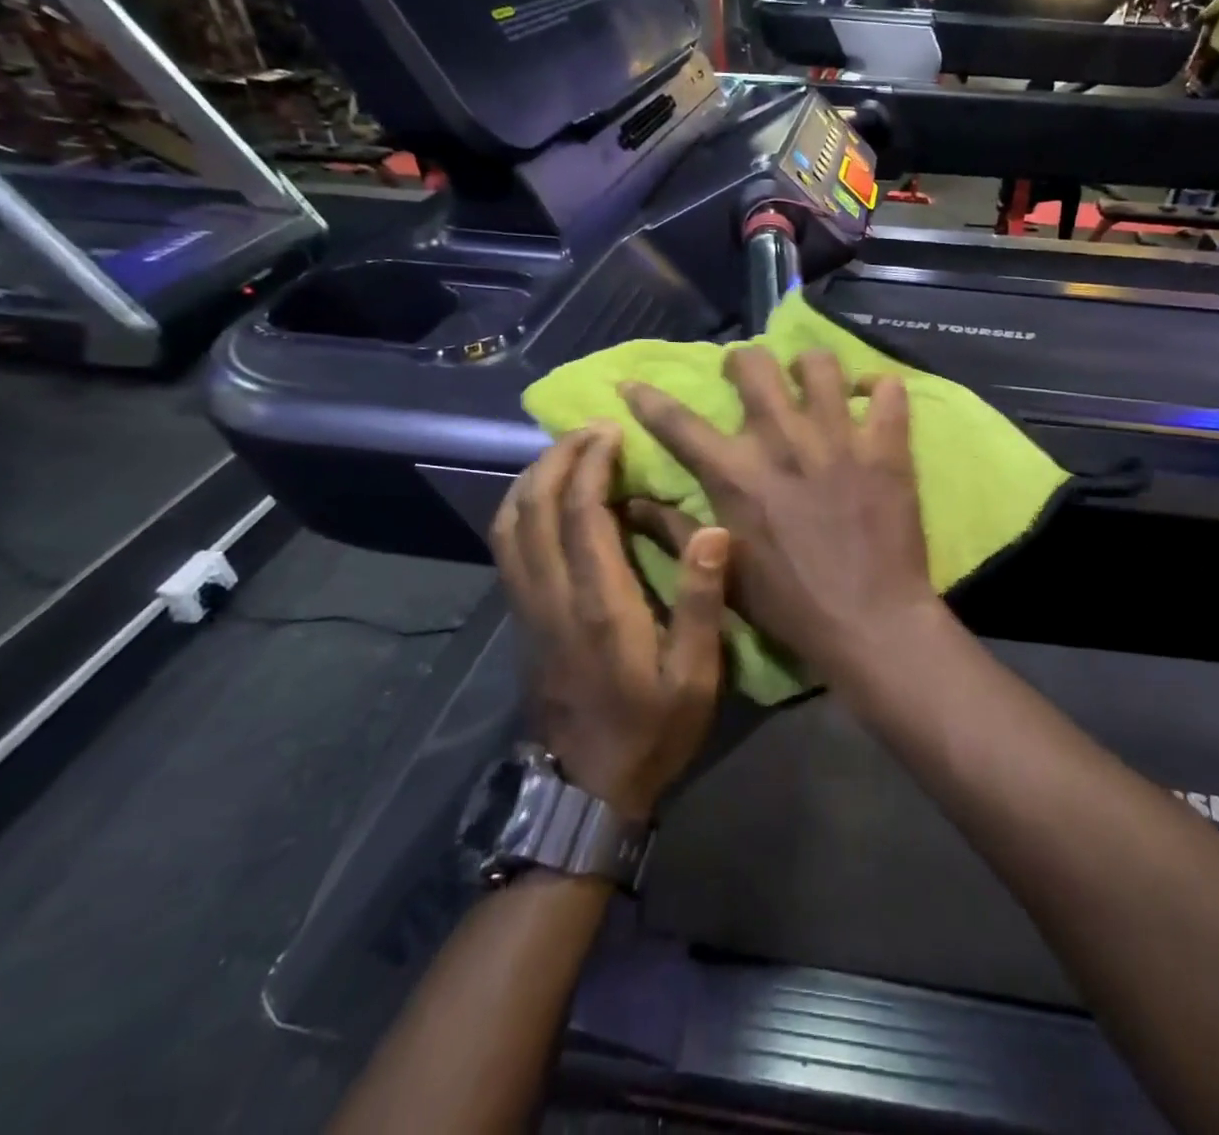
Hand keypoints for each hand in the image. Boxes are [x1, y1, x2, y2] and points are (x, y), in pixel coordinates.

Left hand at [490, 425, 729, 820]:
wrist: (585, 788)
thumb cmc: (650, 730)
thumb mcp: (694, 676)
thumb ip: (700, 602)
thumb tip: (712, 530)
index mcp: (598, 603)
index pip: (580, 514)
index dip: (591, 464)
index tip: (612, 431)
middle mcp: (552, 594)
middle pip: (535, 507)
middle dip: (559, 458)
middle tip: (591, 430)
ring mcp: (527, 606)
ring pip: (510, 523)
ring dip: (533, 478)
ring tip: (566, 453)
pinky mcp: (520, 617)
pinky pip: (506, 546)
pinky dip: (519, 508)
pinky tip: (542, 498)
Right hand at [620, 348, 936, 678]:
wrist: (869, 623)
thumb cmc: (789, 605)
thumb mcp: (723, 573)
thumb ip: (674, 533)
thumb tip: (630, 504)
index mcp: (735, 474)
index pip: (677, 422)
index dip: (647, 398)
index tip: (632, 382)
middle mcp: (781, 442)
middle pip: (754, 365)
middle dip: (744, 361)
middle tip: (749, 375)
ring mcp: (838, 438)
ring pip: (820, 364)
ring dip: (810, 366)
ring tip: (813, 381)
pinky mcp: (885, 448)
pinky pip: (889, 390)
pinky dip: (881, 386)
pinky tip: (872, 397)